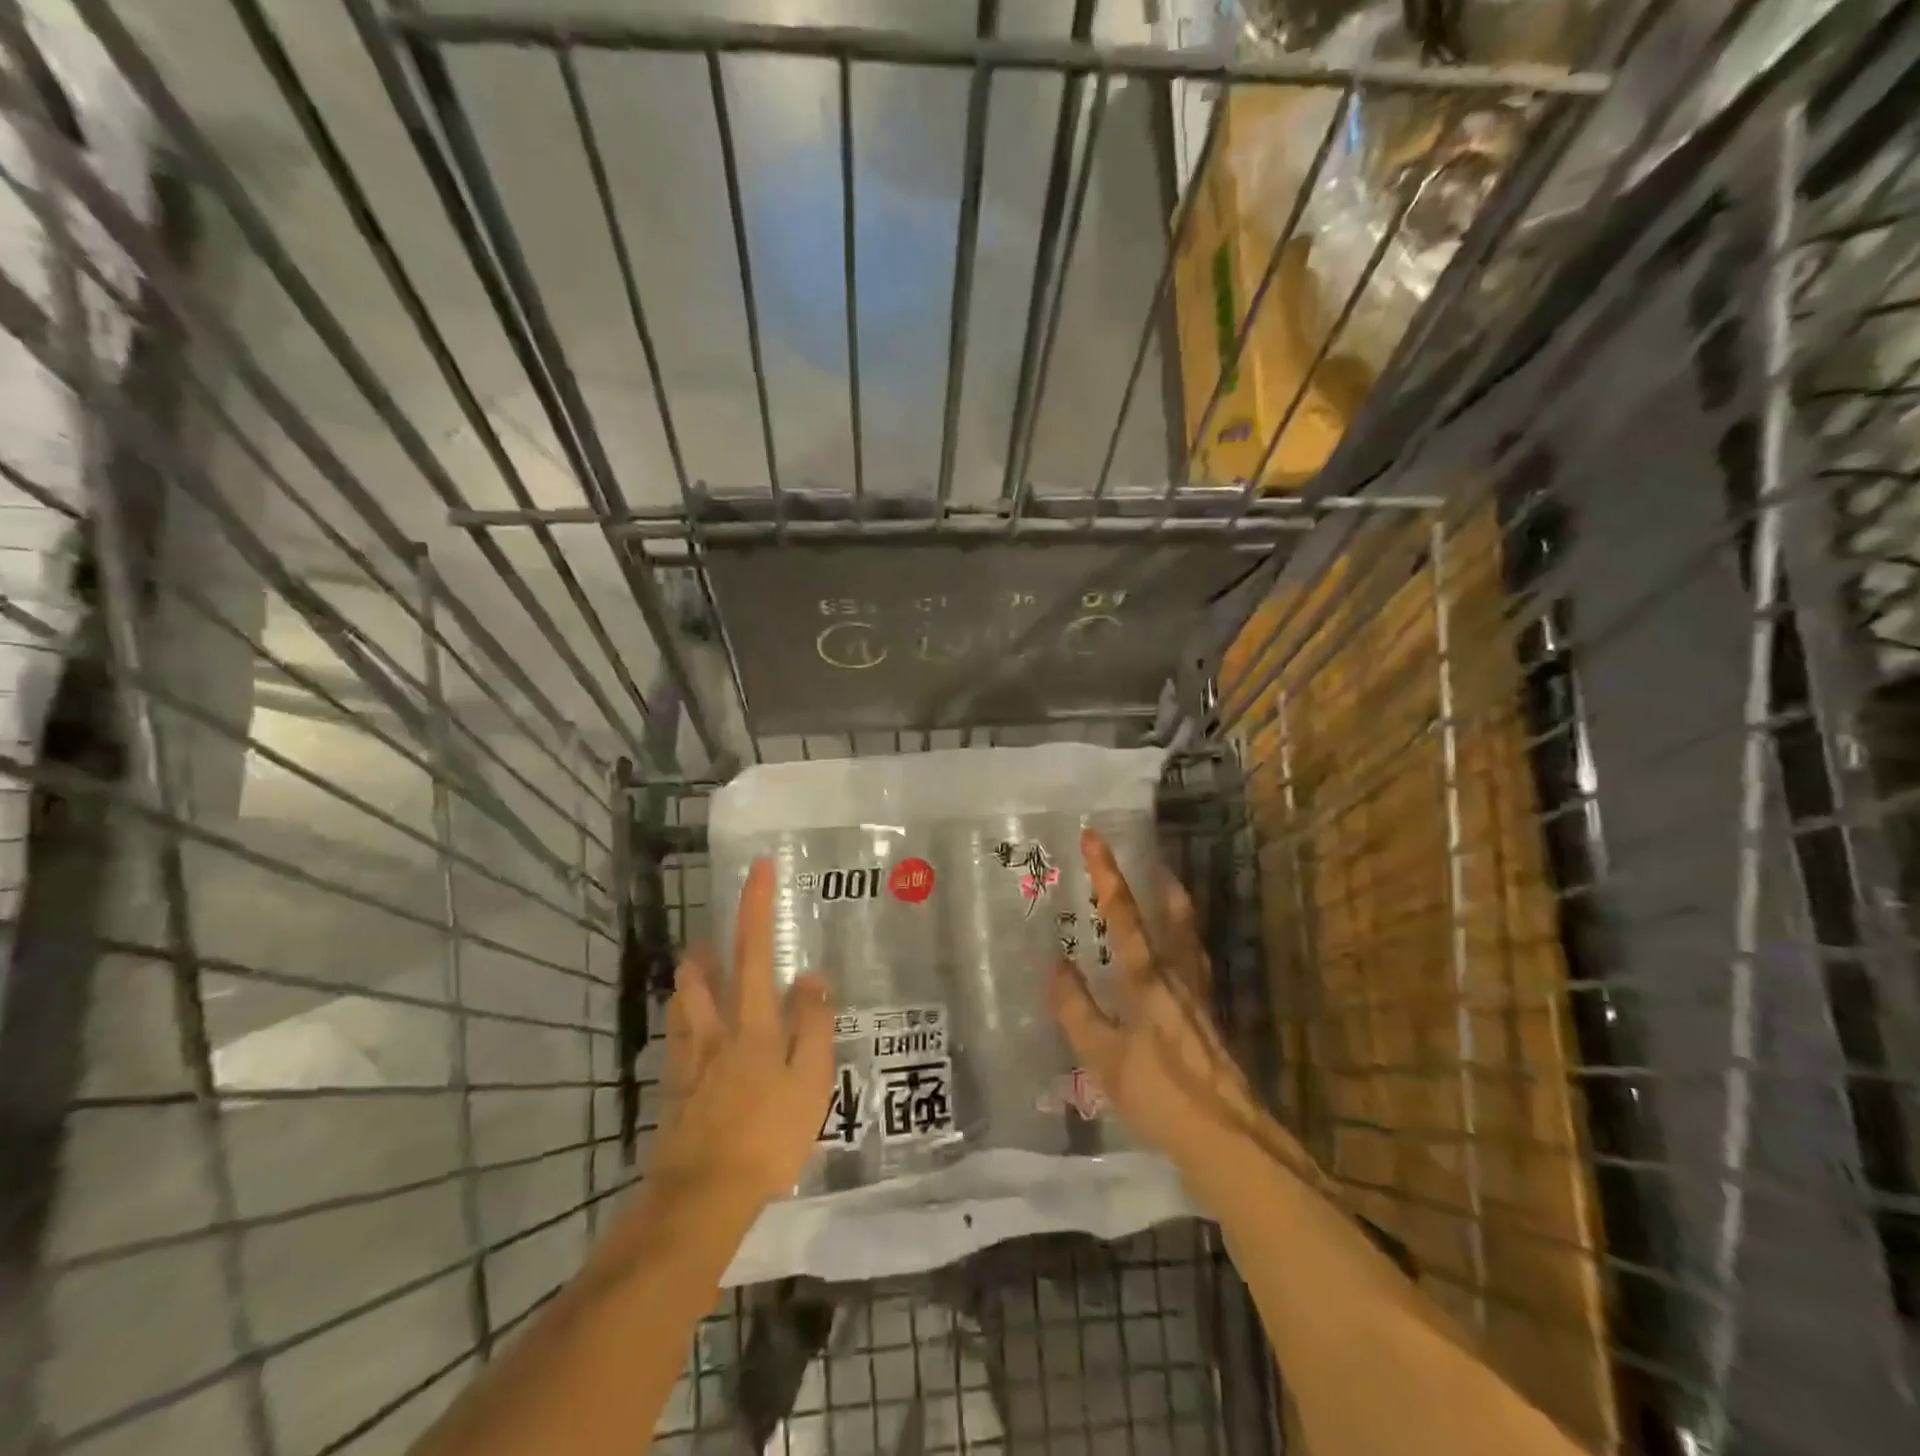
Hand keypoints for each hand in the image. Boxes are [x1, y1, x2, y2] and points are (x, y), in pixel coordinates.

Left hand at [651, 860, 835, 1208]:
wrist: (701, 1197)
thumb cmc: (767, 1136)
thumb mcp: (810, 1082)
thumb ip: (812, 1026)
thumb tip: (811, 977)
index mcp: (751, 1023)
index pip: (754, 951)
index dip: (755, 906)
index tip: (758, 868)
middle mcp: (714, 1031)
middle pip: (700, 973)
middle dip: (708, 946)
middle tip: (718, 936)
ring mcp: (687, 1059)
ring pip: (680, 1002)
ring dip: (691, 979)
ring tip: (702, 971)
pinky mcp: (673, 1088)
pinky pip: (675, 1038)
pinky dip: (683, 1021)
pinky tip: (692, 1033)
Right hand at [1050, 829, 1310, 1184]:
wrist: (1227, 1138)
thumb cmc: (1159, 1094)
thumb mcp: (1102, 1056)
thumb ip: (1076, 1009)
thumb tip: (1056, 962)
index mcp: (1147, 979)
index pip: (1124, 915)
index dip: (1107, 874)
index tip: (1095, 837)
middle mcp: (1178, 977)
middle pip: (1174, 917)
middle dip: (1161, 884)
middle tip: (1152, 859)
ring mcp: (1199, 998)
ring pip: (1190, 939)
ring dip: (1177, 910)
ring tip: (1168, 892)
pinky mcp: (1209, 1020)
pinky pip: (1195, 964)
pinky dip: (1184, 944)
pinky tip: (1177, 961)